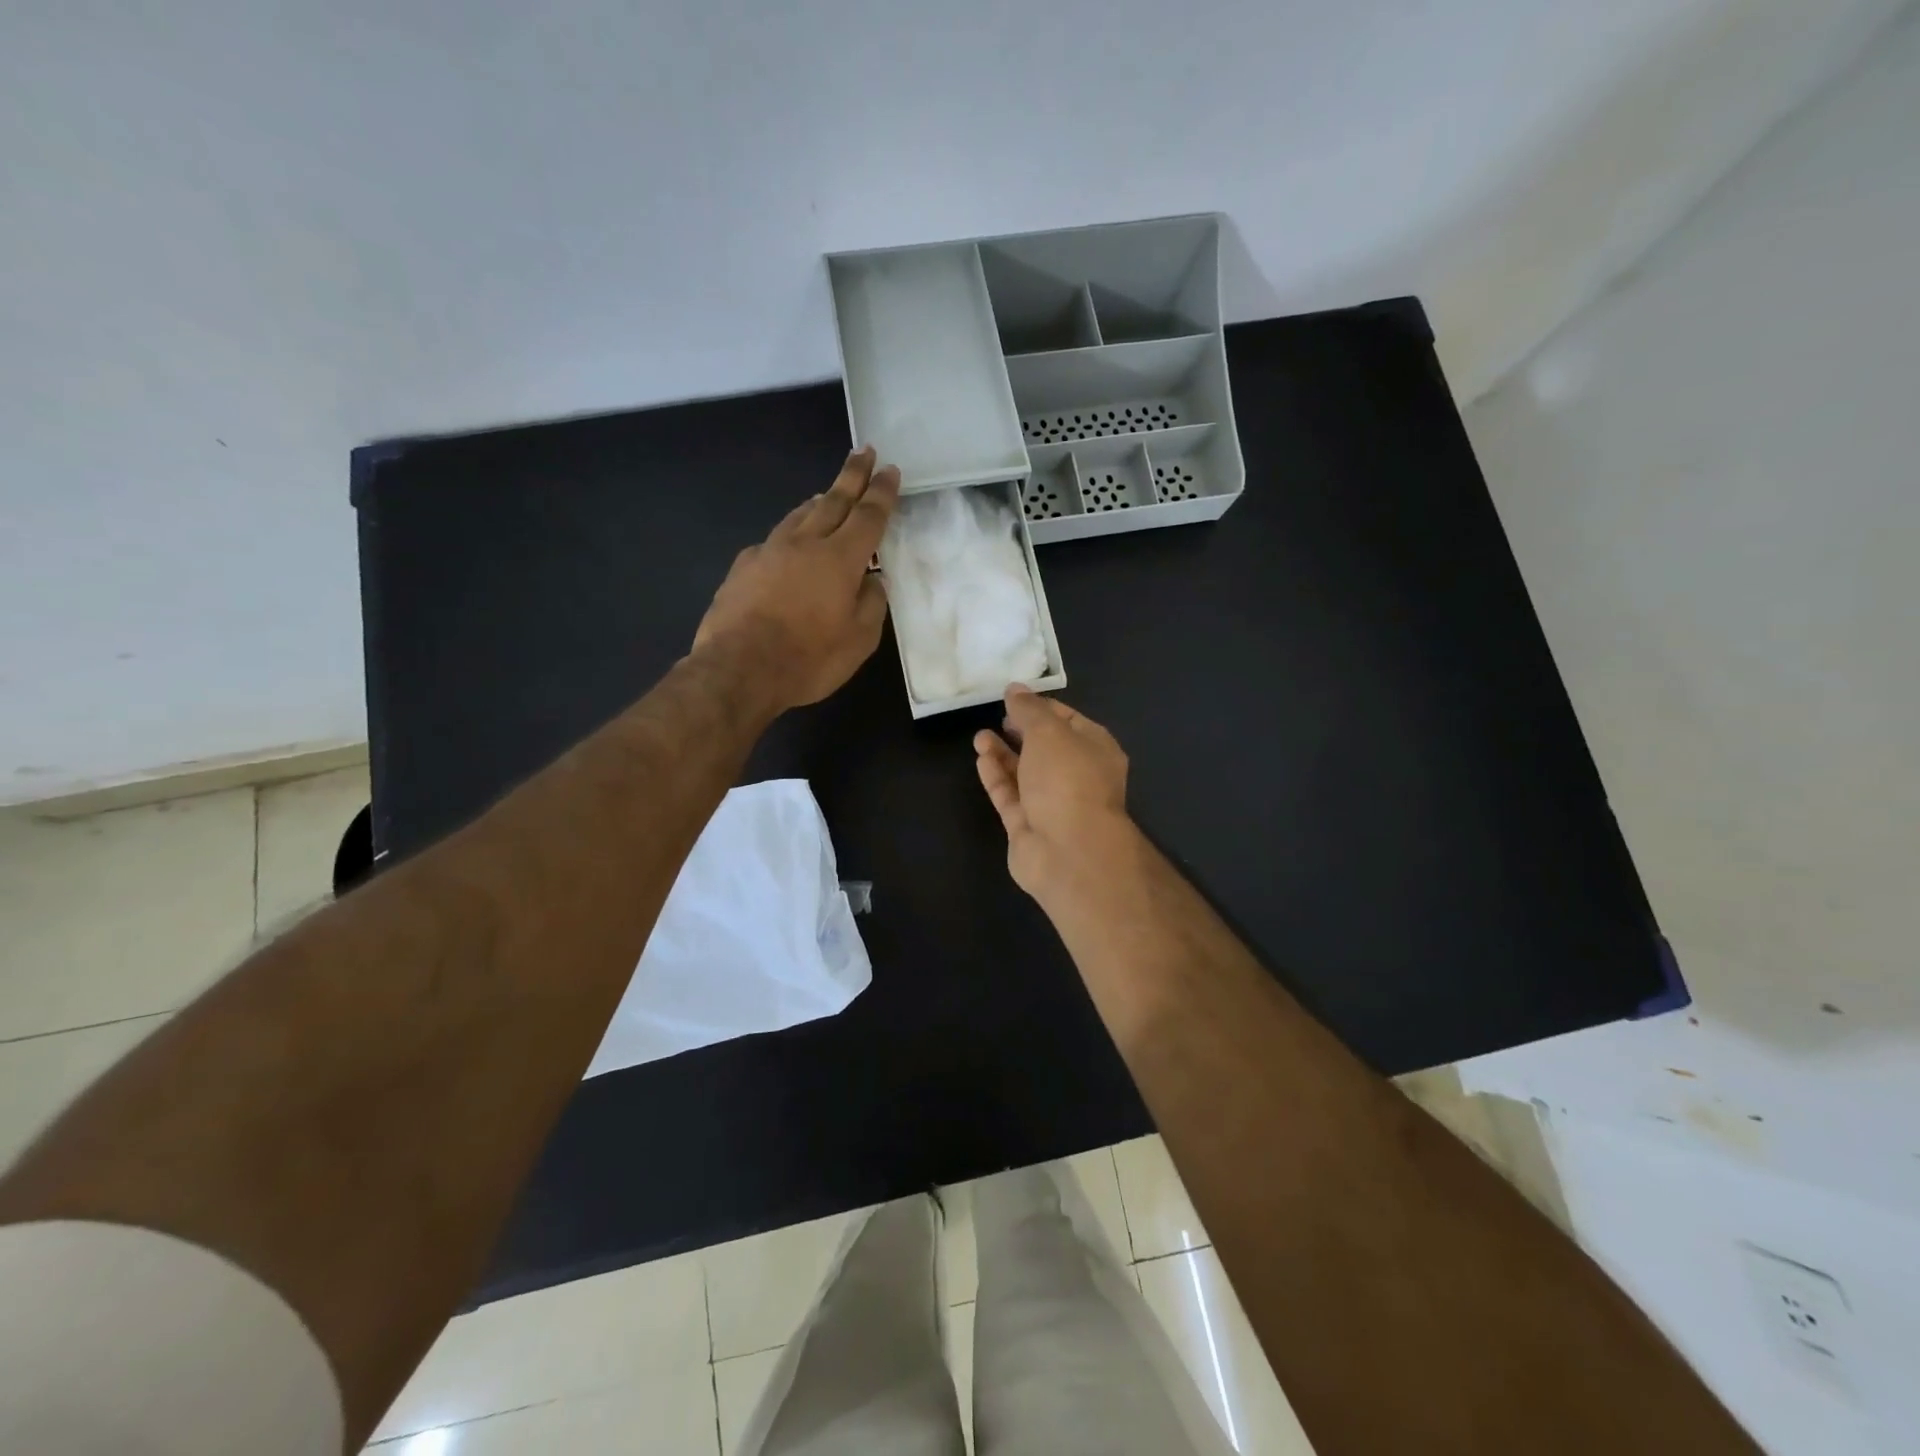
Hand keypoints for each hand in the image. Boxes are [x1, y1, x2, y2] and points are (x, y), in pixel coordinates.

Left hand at [694, 447, 900, 711]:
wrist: (738, 669)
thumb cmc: (808, 658)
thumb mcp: (859, 641)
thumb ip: (872, 605)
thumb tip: (873, 581)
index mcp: (840, 559)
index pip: (868, 516)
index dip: (881, 493)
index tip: (890, 470)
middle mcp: (805, 544)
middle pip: (833, 501)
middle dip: (852, 476)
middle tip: (863, 451)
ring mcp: (769, 552)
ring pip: (799, 516)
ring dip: (819, 500)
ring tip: (828, 492)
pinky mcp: (743, 567)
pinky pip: (773, 540)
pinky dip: (789, 533)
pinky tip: (787, 544)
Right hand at [973, 686, 1138, 903]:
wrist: (1068, 852)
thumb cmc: (1067, 780)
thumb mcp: (1049, 732)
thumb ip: (1029, 709)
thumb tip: (1015, 688)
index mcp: (1095, 750)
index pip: (1069, 720)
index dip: (1041, 707)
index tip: (1014, 696)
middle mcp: (1077, 776)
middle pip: (1046, 748)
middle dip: (1021, 731)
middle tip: (998, 716)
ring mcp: (1053, 804)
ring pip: (1025, 772)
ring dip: (1003, 753)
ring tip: (980, 736)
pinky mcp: (1028, 826)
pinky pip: (1010, 795)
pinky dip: (996, 776)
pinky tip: (981, 758)